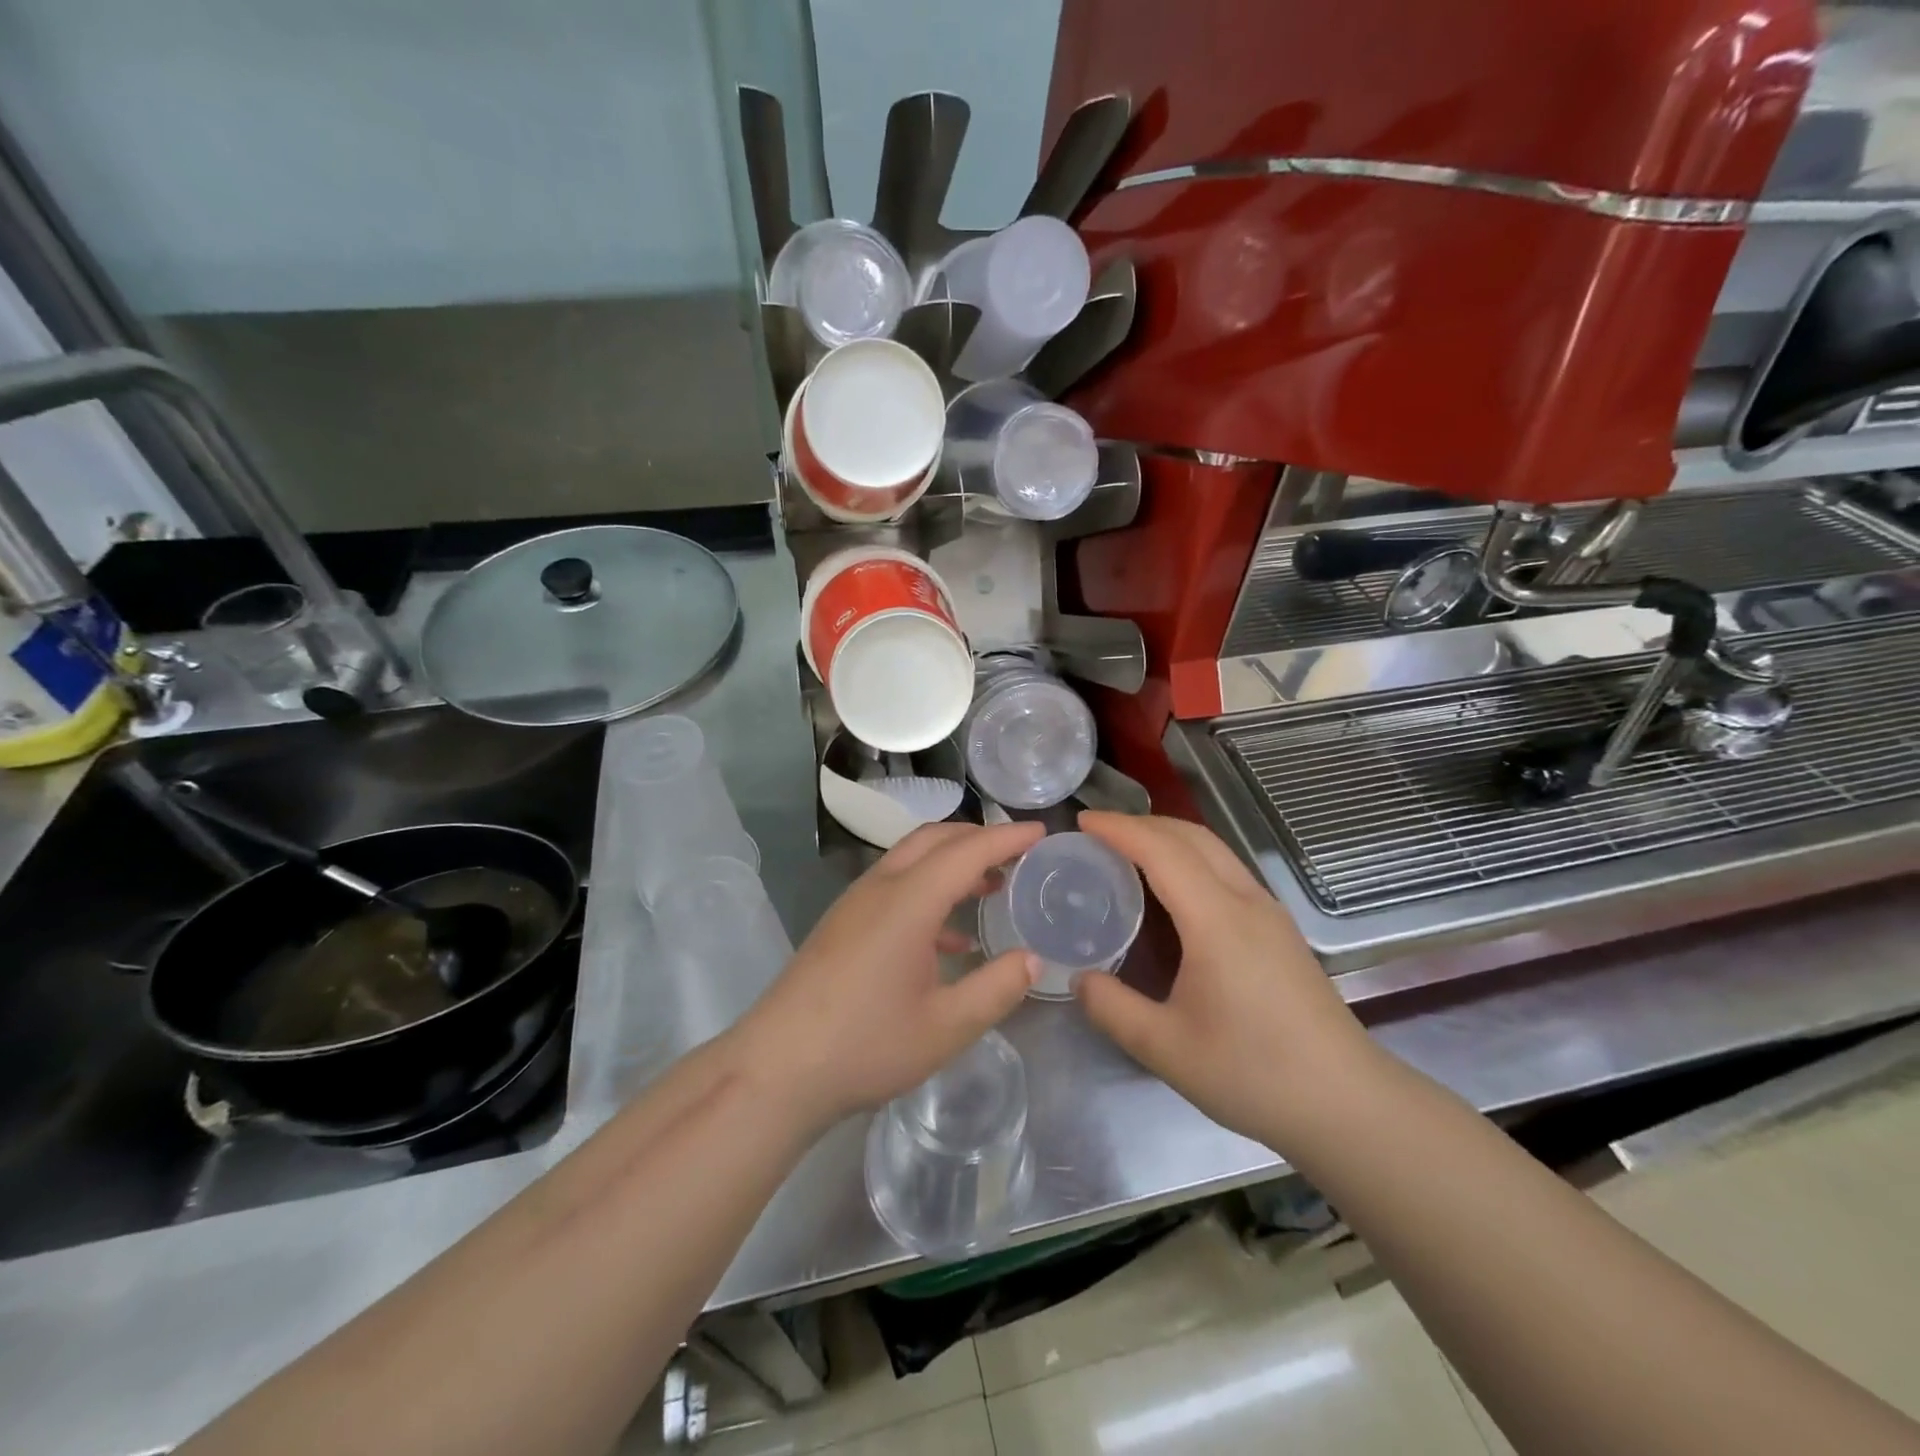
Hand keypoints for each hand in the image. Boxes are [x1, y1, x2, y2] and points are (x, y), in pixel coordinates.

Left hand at [730, 820, 1044, 1133]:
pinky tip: (947, 936)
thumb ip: (996, 988)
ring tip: (990, 886)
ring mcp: (855, 903)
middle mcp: (880, 887)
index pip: (967, 851)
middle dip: (978, 838)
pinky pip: (894, 885)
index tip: (1041, 832)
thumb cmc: (865, 1046)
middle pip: (934, 839)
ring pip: (911, 859)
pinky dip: (928, 888)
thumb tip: (1032, 958)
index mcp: (908, 901)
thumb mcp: (945, 1027)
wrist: (777, 1068)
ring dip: (951, 861)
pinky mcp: (842, 923)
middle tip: (1018, 855)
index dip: (1007, 837)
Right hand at [1073, 812, 1377, 1146]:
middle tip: (1098, 833)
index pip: (1162, 851)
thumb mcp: (1166, 1048)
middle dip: (1142, 823)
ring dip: (1169, 838)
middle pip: (1192, 836)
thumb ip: (1112, 1008)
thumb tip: (1080, 979)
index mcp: (1217, 920)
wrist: (1348, 1104)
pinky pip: (1228, 871)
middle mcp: (1246, 902)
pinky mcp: (1281, 930)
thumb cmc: (1254, 1073)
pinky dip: (1191, 859)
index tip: (1081, 821)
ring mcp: (1270, 913)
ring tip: (1129, 852)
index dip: (1119, 828)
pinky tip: (1174, 891)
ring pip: (1215, 850)